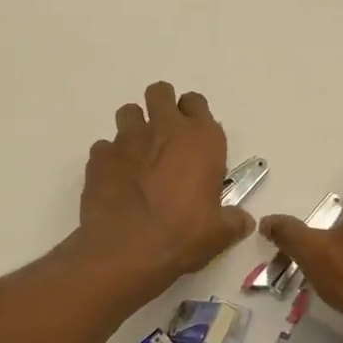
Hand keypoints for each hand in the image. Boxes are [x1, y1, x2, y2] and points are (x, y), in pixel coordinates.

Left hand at [79, 83, 255, 291]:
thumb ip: (233, 220)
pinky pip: (104, 147)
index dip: (193, 115)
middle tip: (163, 135)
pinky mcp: (100, 156)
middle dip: (161, 106)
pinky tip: (114, 181)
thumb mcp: (219, 233)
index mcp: (200, 139)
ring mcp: (127, 139)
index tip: (193, 137)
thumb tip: (242, 220)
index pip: (197, 103)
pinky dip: (110, 159)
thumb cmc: (182, 236)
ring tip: (136, 156)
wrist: (126, 249)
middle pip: (160, 93)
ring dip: (133, 127)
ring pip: (128, 112)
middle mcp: (164, 129)